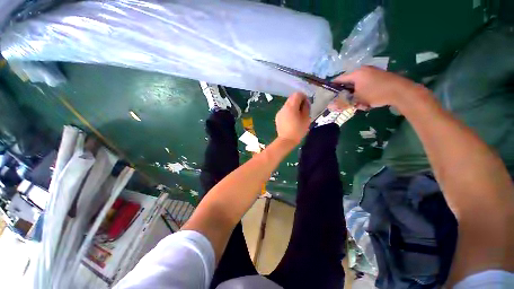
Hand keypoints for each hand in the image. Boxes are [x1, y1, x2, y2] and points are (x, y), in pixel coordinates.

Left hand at [275, 92, 309, 144]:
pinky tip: (291, 121)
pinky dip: (289, 112)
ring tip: (297, 117)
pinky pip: (284, 111)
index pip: (297, 94)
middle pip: (291, 98)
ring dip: (293, 107)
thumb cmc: (298, 130)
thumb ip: (306, 107)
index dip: (303, 97)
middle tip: (303, 111)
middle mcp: (283, 107)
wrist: (286, 140)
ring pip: (288, 105)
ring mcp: (279, 112)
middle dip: (298, 102)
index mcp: (291, 106)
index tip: (307, 104)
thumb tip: (305, 102)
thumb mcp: (306, 118)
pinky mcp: (277, 117)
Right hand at [330, 66, 424, 109]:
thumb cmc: (376, 93)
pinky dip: (362, 91)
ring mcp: (372, 72)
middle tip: (345, 101)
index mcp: (356, 73)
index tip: (330, 95)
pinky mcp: (378, 75)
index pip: (339, 79)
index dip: (333, 87)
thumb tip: (329, 107)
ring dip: (354, 93)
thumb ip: (343, 103)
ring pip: (357, 84)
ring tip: (358, 102)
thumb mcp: (357, 100)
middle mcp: (363, 70)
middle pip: (348, 82)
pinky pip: (365, 83)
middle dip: (345, 93)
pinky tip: (366, 99)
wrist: (401, 91)